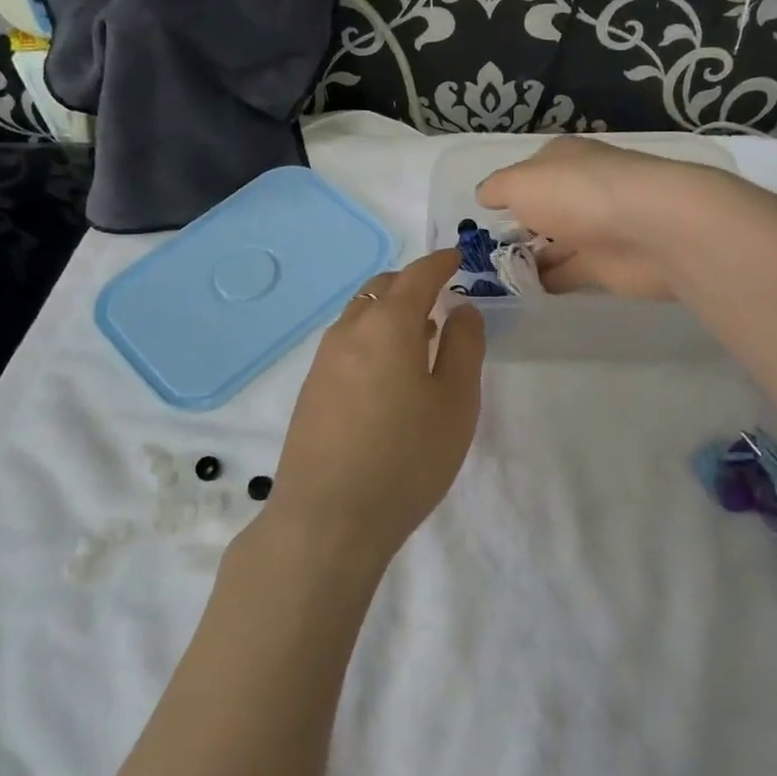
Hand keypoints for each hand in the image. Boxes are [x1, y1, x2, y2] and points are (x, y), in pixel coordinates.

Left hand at [270, 250, 485, 563]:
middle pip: (382, 288)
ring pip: (360, 315)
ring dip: (390, 311)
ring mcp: (324, 360)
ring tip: (420, 333)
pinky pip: (346, 342)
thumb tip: (462, 309)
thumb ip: (464, 347)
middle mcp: (349, 330)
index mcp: (388, 323)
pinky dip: (371, 337)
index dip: (440, 262)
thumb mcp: (455, 402)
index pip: (417, 275)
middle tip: (440, 295)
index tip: (457, 257)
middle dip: (411, 283)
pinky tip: (387, 371)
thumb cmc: (406, 457)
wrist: (327, 518)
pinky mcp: (312, 389)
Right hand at [476, 136, 732, 299]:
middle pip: (543, 209)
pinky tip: (523, 290)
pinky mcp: (607, 266)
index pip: (529, 172)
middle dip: (517, 228)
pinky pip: (568, 274)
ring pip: (554, 244)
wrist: (652, 228)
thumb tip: (484, 196)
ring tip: (494, 276)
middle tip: (482, 253)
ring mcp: (596, 229)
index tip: (483, 216)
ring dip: (530, 257)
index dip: (507, 191)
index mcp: (563, 160)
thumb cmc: (577, 193)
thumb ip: (498, 189)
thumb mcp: (521, 182)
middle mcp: (580, 190)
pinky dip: (547, 281)